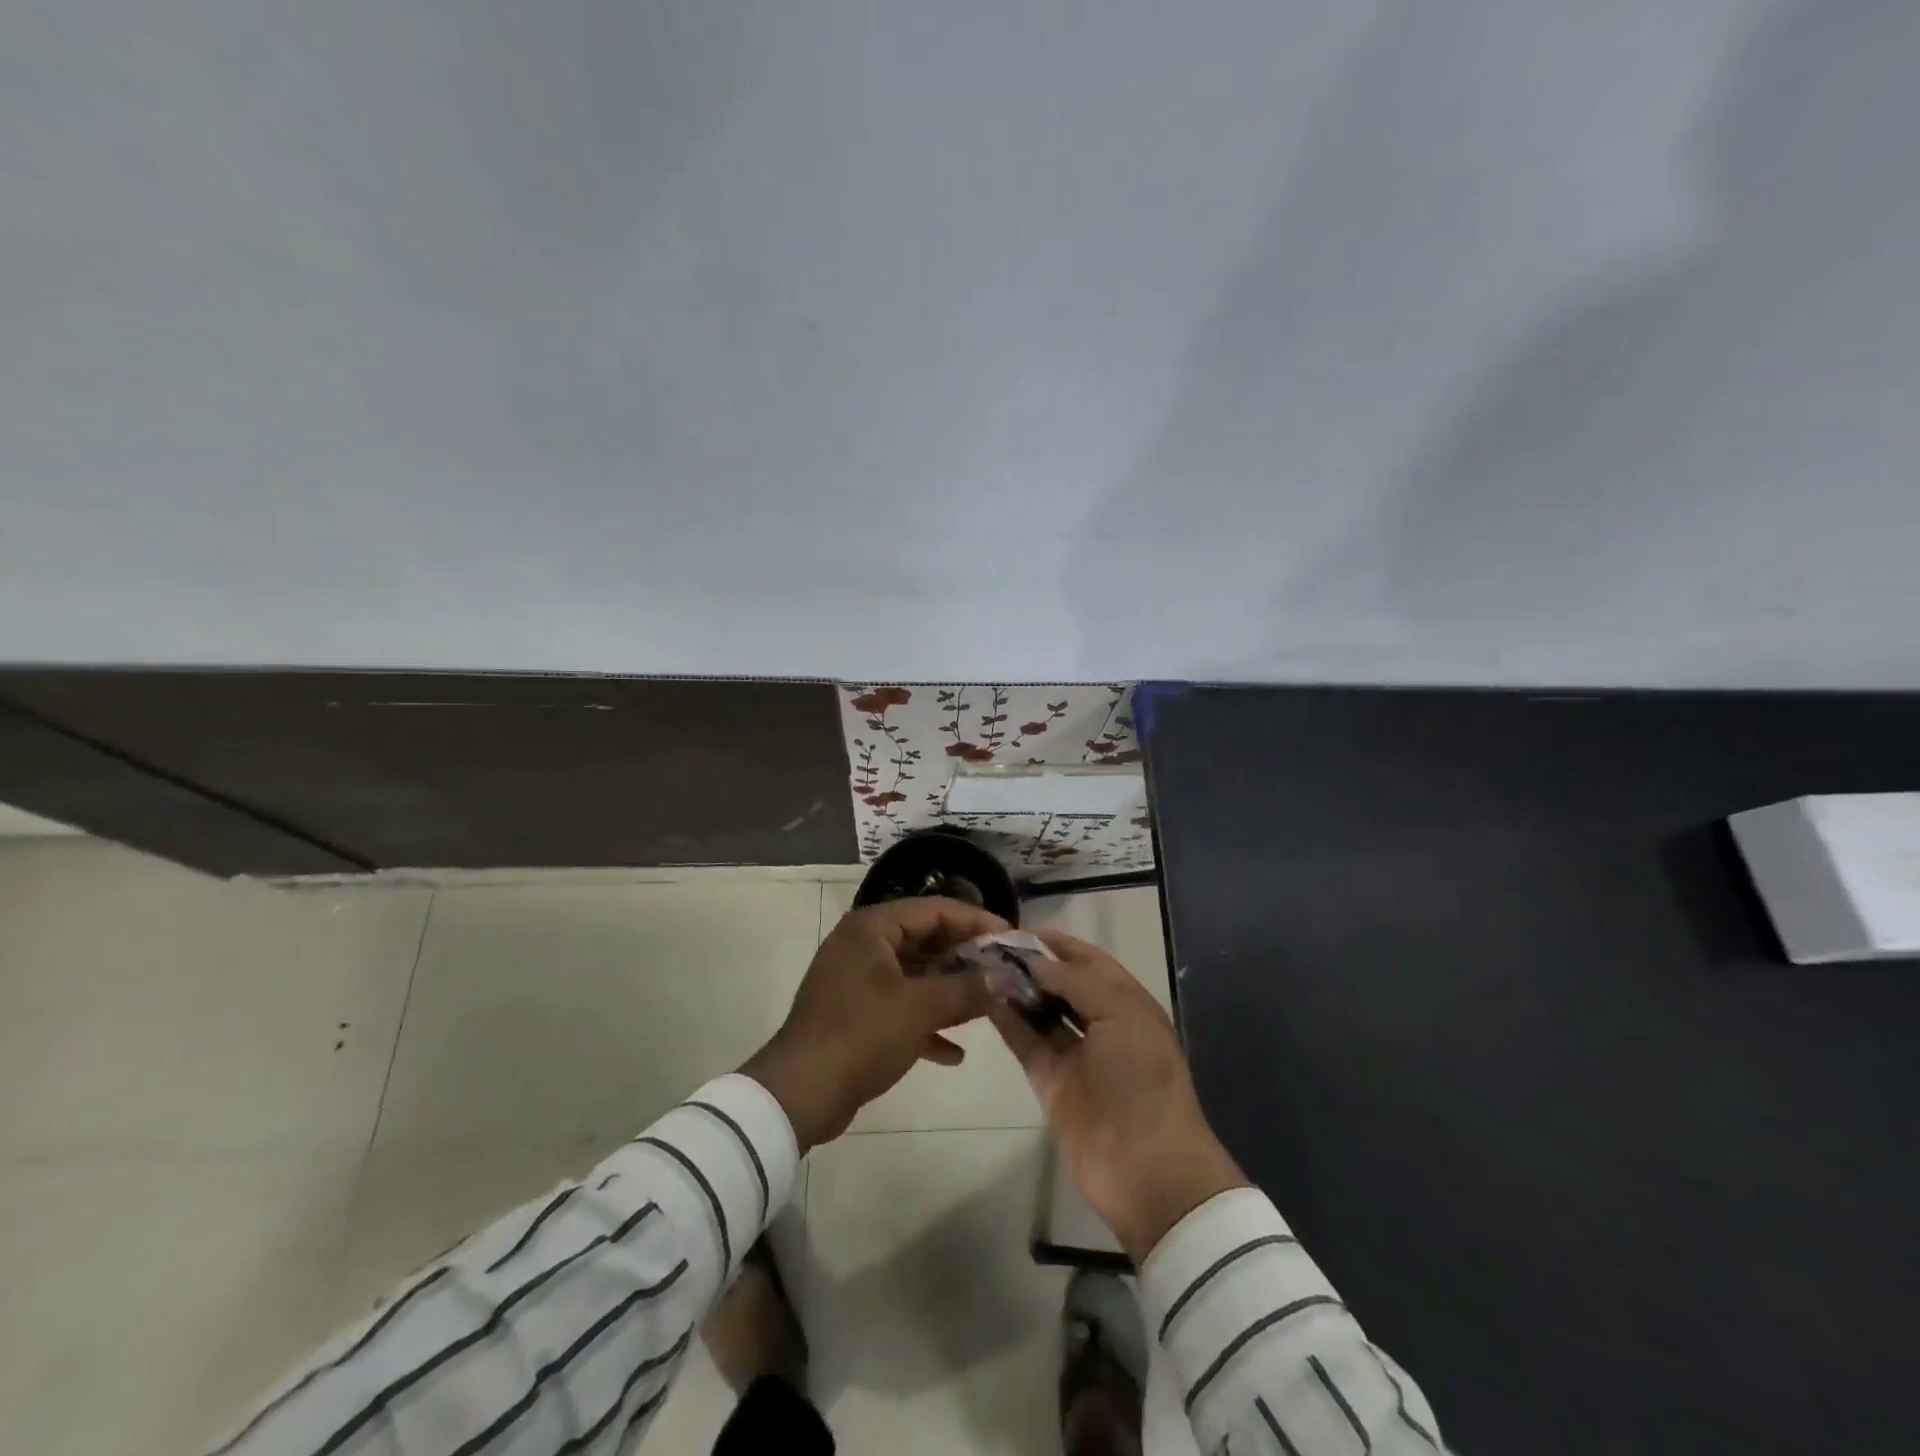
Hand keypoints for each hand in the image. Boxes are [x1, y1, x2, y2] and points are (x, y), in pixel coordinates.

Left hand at [741, 897, 1006, 1150]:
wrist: (800, 1093)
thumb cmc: (861, 1035)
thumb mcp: (920, 1008)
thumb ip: (966, 988)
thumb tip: (1003, 978)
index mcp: (872, 928)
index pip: (934, 910)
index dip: (975, 921)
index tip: (1010, 938)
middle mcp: (863, 945)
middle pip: (925, 940)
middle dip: (965, 958)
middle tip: (1004, 971)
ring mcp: (857, 981)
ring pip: (914, 975)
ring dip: (949, 991)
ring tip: (988, 1005)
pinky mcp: (855, 1014)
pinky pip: (900, 1007)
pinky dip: (926, 1022)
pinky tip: (955, 1053)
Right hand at [988, 929, 1246, 1262]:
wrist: (1147, 1167)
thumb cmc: (1141, 1077)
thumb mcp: (1120, 1013)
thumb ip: (1075, 980)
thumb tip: (1034, 960)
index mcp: (1126, 1002)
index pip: (1088, 960)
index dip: (1058, 943)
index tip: (1020, 928)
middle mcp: (1101, 1022)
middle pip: (1061, 983)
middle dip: (1031, 964)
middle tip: (990, 946)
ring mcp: (1074, 1053)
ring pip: (1040, 1011)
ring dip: (1015, 989)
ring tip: (981, 965)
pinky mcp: (1050, 1081)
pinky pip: (1026, 1042)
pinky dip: (1007, 1020)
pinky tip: (984, 998)